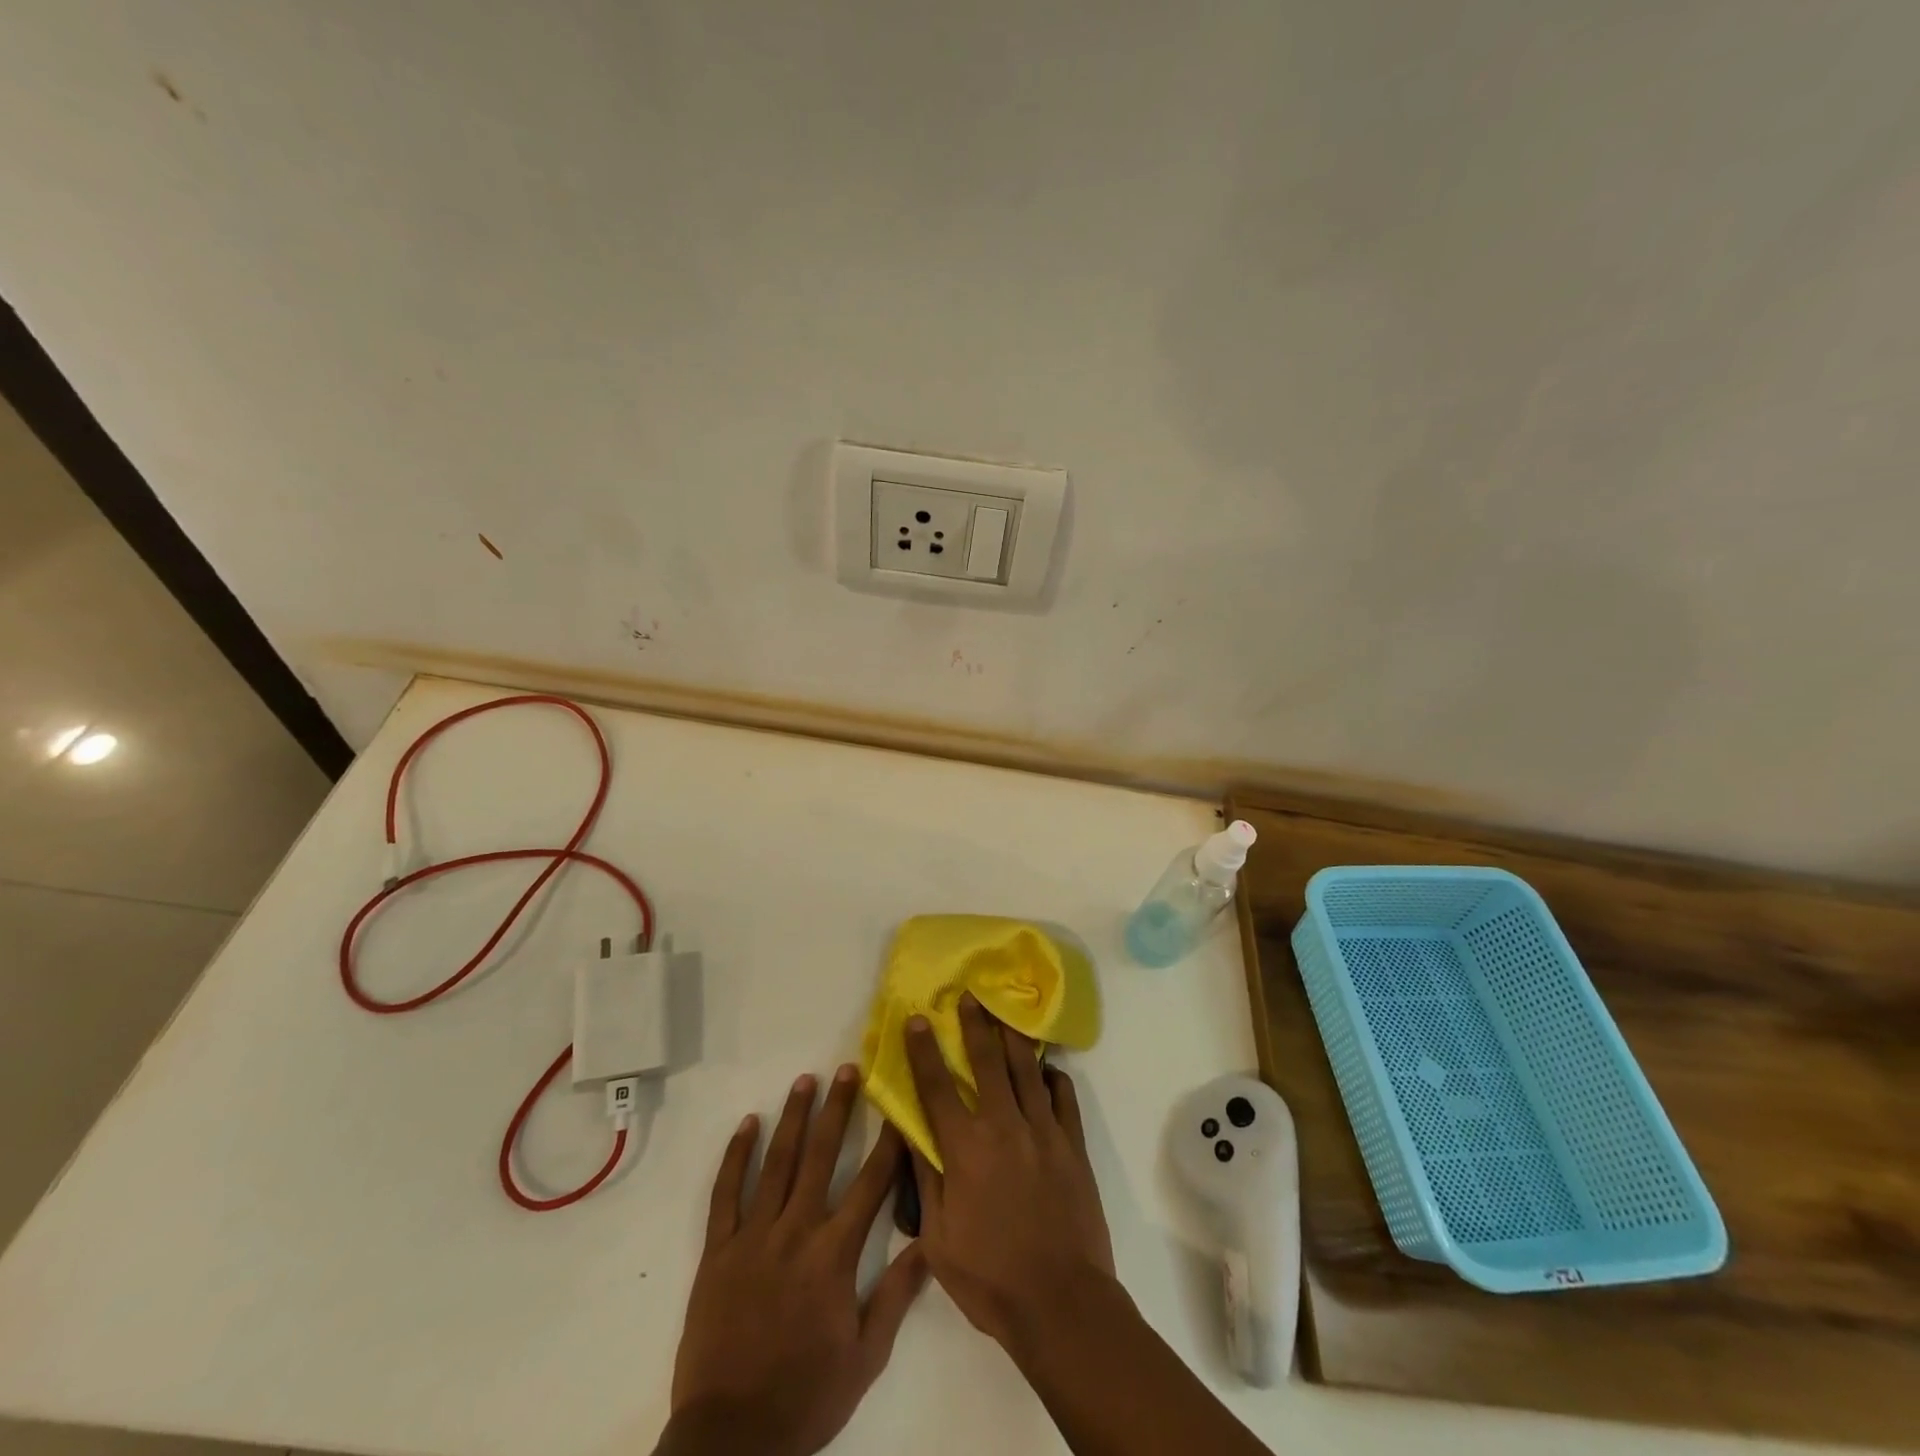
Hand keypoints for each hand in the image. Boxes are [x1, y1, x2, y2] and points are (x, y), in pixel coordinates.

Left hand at [659, 1065, 925, 1455]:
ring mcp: (752, 1236)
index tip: (899, 1108)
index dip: (888, 1144)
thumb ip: (896, 1296)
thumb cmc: (805, 1397)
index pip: (870, 1185)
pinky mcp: (717, 1250)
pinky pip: (725, 1193)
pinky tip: (748, 1124)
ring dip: (792, 1118)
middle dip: (838, 1109)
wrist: (730, 1438)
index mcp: (833, 1255)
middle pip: (820, 1156)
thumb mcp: (865, 1358)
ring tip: (805, 1080)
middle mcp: (795, 1231)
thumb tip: (929, 1243)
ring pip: (776, 1163)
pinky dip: (736, 1156)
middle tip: (848, 1068)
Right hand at [904, 994, 1114, 1356]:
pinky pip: (1064, 1097)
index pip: (937, 1087)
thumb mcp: (938, 1240)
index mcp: (965, 1149)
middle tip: (970, 996)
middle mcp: (1003, 1127)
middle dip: (975, 1025)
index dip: (924, 1051)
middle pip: (986, 1062)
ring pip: (1026, 1070)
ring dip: (1013, 1037)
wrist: (1061, 1302)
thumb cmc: (990, 1277)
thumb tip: (909, 1135)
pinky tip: (1048, 1068)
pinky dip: (1054, 1077)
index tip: (918, 1019)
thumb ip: (925, 1180)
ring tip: (1007, 1012)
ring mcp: (1043, 1132)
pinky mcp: (1072, 1145)